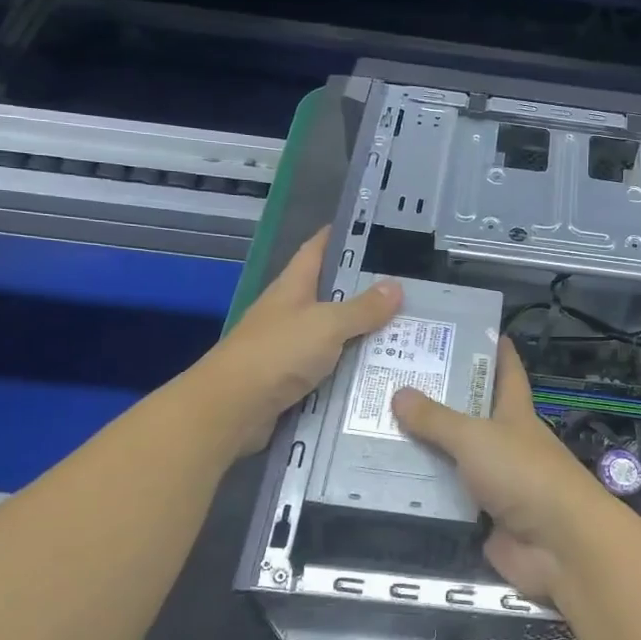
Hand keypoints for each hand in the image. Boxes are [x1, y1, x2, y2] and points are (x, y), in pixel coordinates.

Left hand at [196, 228, 399, 456]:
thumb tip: (395, 287)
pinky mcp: (293, 380)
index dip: (340, 236)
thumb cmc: (277, 353)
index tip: (373, 229)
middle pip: (330, 294)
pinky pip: (331, 368)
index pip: (317, 249)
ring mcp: (289, 348)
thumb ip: (362, 308)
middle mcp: (290, 312)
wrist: (232, 410)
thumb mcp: (327, 324)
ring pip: (334, 334)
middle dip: (365, 290)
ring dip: (363, 333)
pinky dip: (353, 368)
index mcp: (292, 287)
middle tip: (408, 288)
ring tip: (406, 330)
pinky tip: (381, 370)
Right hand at [390, 338, 618, 599]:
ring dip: (421, 450)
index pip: (507, 373)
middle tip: (391, 382)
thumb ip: (437, 419)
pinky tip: (383, 483)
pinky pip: (444, 500)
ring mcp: (494, 482)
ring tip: (371, 431)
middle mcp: (505, 443)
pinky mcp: (481, 518)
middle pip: (469, 416)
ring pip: (452, 459)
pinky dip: (420, 494)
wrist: (557, 544)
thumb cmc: (523, 473)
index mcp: (514, 413)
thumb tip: (398, 393)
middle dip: (437, 401)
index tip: (472, 330)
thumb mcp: (476, 437)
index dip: (495, 351)